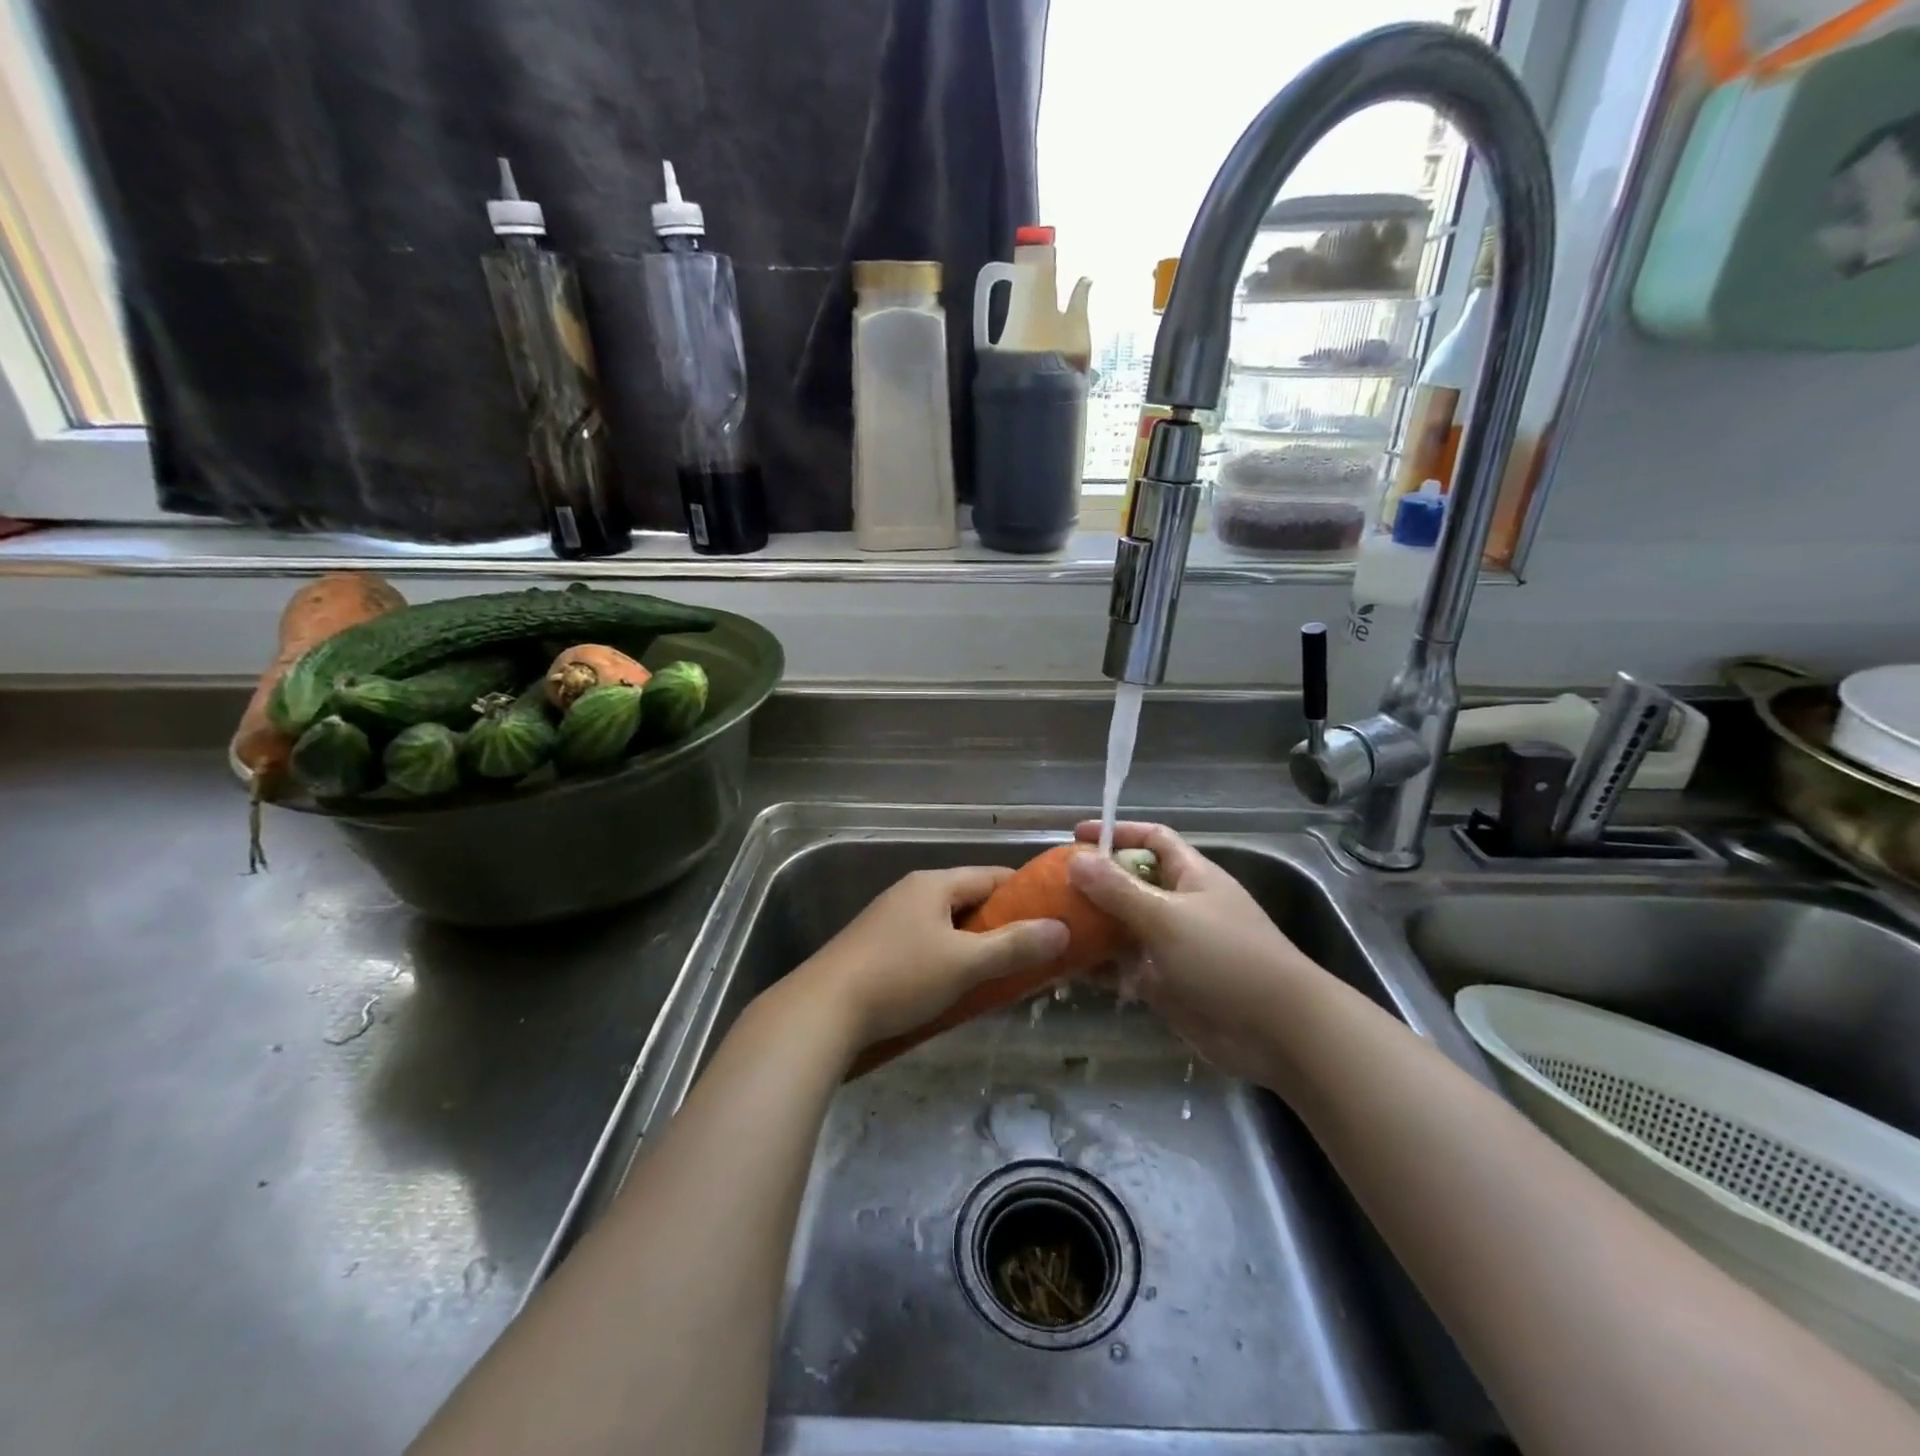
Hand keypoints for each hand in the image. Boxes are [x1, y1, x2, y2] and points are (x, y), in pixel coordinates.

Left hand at [796, 867, 1068, 1051]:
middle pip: (970, 900)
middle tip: (1035, 953)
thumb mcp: (964, 963)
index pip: (992, 876)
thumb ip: (1014, 946)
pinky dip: (949, 959)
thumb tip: (1062, 929)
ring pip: (948, 925)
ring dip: (976, 946)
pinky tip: (958, 987)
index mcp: (933, 884)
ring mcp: (890, 920)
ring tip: (1003, 974)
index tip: (1055, 918)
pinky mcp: (876, 948)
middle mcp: (912, 892)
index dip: (1027, 895)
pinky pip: (926, 944)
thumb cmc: (900, 977)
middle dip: (1003, 925)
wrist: (821, 1011)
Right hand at [1069, 821, 1320, 1085]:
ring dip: (1091, 926)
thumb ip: (1118, 890)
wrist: (1279, 1032)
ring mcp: (1172, 947)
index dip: (1117, 833)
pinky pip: (1124, 967)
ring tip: (1048, 925)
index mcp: (1191, 876)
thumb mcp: (1168, 917)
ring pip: (1123, 927)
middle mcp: (1180, 905)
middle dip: (1093, 883)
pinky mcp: (1166, 983)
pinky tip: (1065, 967)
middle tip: (1049, 886)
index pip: (1152, 839)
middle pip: (1130, 883)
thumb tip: (1076, 859)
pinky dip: (1099, 966)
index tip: (1076, 835)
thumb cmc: (1227, 958)